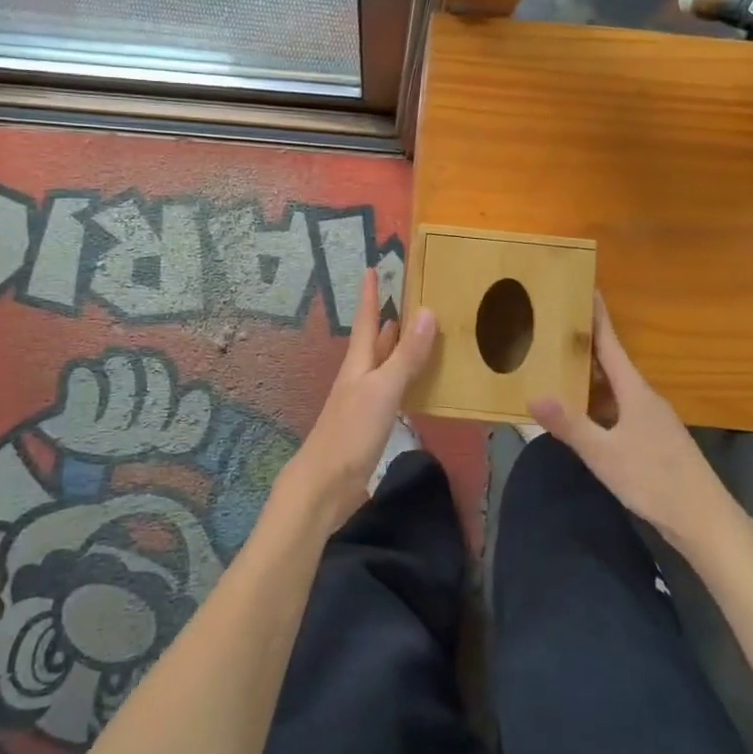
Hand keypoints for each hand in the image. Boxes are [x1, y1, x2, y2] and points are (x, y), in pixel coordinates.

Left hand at [272, 268, 435, 534]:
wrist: (326, 485)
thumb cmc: (350, 432)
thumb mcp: (382, 390)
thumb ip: (405, 356)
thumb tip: (426, 312)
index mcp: (359, 364)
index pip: (365, 320)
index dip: (369, 295)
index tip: (372, 268)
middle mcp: (359, 377)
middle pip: (374, 341)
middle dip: (387, 319)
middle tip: (409, 298)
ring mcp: (364, 401)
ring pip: (384, 365)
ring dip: (399, 348)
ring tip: (419, 332)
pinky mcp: (371, 424)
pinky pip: (393, 391)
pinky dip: (406, 379)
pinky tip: (419, 384)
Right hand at [528, 294, 746, 545]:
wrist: (705, 521)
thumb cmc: (655, 481)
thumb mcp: (605, 455)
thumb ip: (570, 425)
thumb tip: (533, 395)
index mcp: (635, 392)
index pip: (612, 345)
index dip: (598, 317)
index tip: (587, 288)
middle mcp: (645, 399)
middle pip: (612, 363)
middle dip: (586, 344)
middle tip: (555, 327)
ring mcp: (653, 420)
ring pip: (616, 388)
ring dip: (591, 375)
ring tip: (559, 365)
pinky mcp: (654, 440)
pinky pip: (620, 408)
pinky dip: (599, 401)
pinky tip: (583, 413)